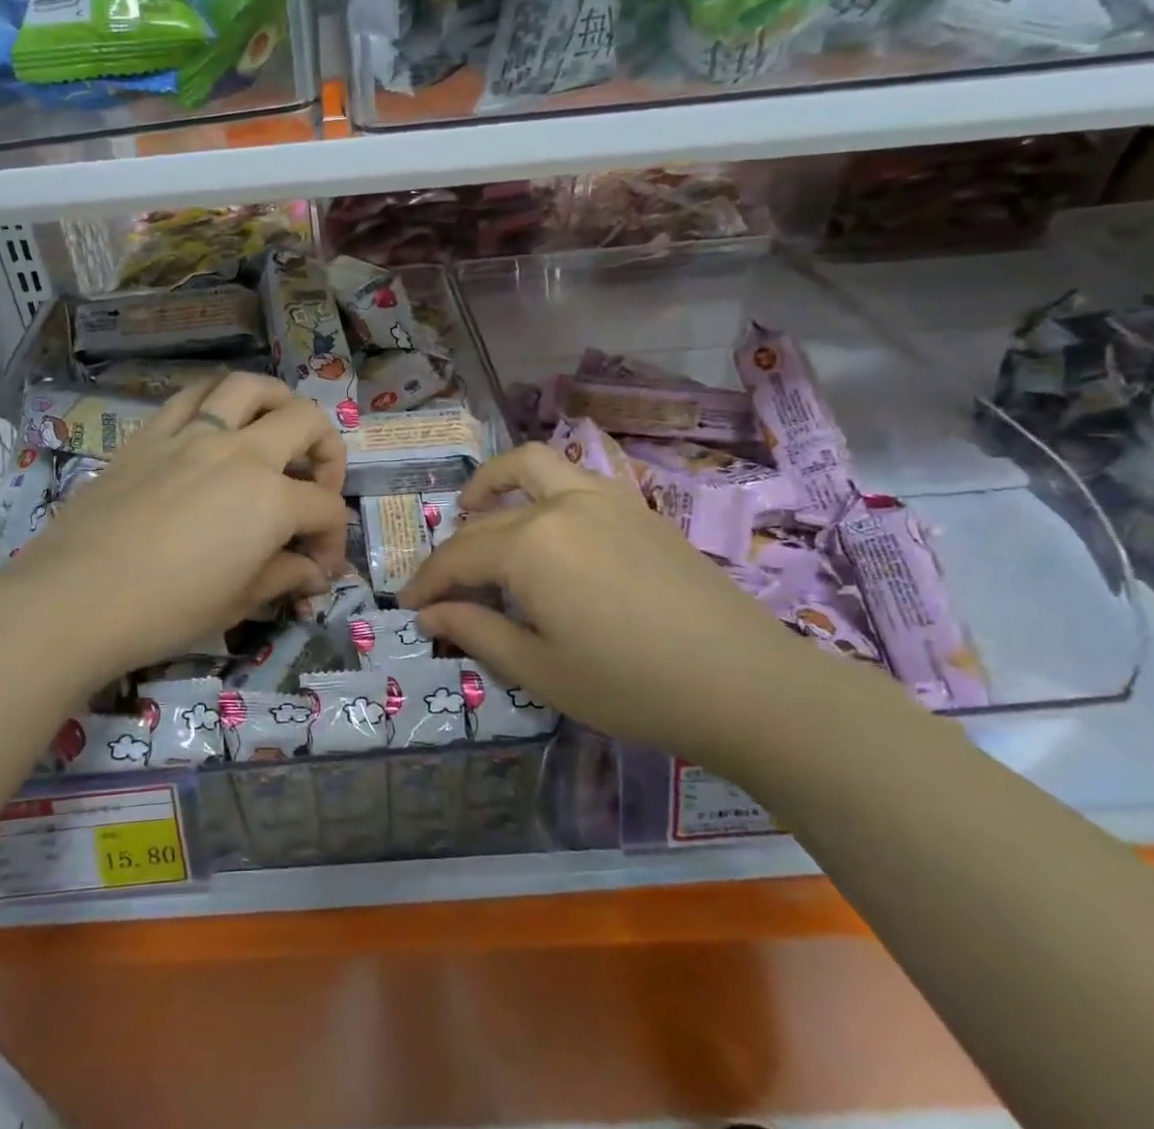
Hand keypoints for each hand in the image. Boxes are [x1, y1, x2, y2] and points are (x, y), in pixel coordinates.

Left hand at [0, 372, 348, 693]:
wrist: (73, 599)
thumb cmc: (164, 611)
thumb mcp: (237, 603)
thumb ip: (283, 577)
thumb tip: (312, 573)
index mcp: (270, 499)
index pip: (324, 507)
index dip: (333, 538)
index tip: (319, 567)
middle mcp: (239, 452)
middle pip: (305, 422)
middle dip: (327, 450)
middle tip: (316, 484)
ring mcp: (192, 435)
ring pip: (249, 387)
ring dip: (277, 401)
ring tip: (276, 427)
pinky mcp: (150, 434)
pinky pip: (192, 395)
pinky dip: (216, 399)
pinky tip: (216, 422)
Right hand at [400, 442, 856, 769]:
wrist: (746, 683)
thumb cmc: (632, 686)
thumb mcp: (541, 670)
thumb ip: (476, 632)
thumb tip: (430, 614)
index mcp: (529, 545)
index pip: (458, 556)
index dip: (427, 583)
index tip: (407, 606)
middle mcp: (559, 504)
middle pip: (487, 518)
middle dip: (454, 549)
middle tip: (442, 584)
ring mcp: (602, 497)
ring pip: (531, 466)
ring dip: (494, 482)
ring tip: (476, 508)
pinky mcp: (635, 505)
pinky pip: (571, 477)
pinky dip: (539, 487)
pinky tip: (544, 526)